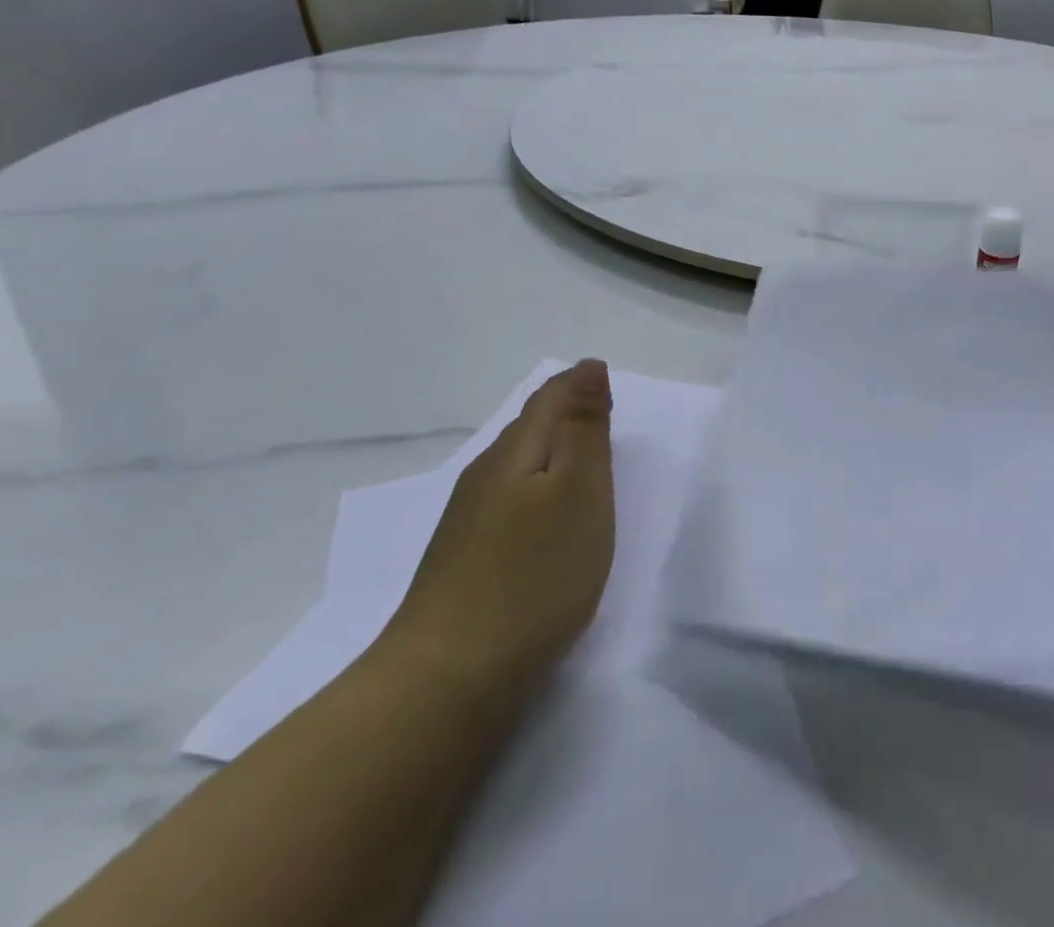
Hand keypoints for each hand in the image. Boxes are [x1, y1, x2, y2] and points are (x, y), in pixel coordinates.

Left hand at [379, 361, 615, 712]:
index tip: (607, 380)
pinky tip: (548, 524)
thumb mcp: (579, 491)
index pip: (549, 399)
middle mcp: (484, 479)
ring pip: (517, 469)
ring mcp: (468, 525)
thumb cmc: (532, 575)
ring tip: (584, 465)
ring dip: (552, 457)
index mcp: (513, 453)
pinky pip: (510, 506)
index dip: (579, 384)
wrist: (446, 684)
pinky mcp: (465, 565)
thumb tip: (589, 368)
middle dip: (566, 415)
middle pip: (530, 430)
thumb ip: (585, 429)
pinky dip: (538, 497)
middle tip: (603, 414)